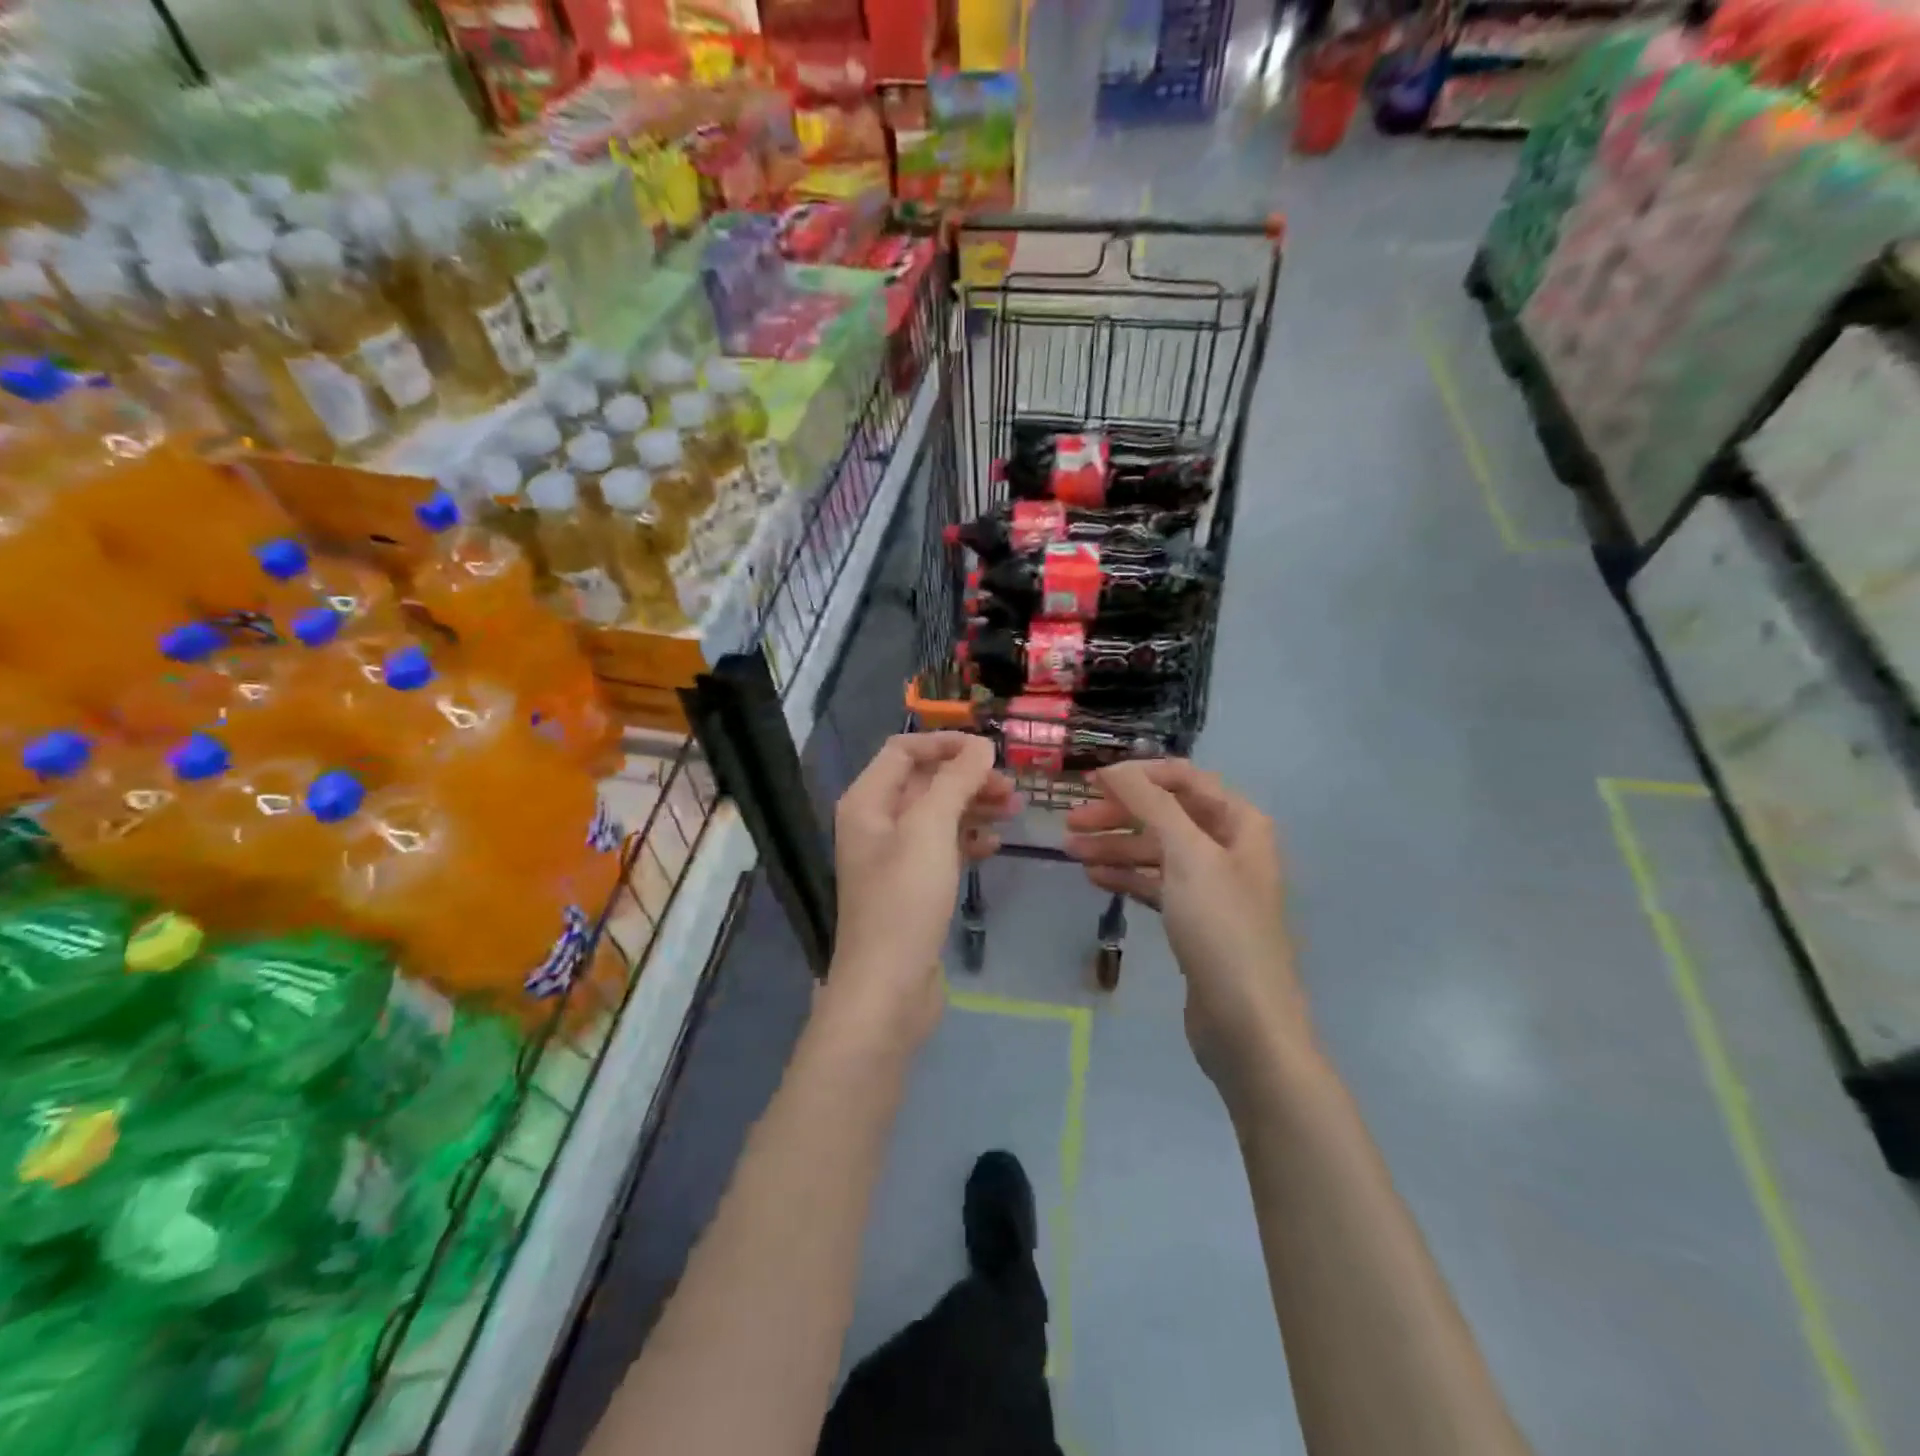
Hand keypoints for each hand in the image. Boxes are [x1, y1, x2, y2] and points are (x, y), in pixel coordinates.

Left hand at [827, 733, 1018, 1051]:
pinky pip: (942, 849)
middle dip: (966, 778)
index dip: (945, 744)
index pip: (904, 750)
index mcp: (867, 802)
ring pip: (937, 816)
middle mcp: (875, 823)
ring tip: (1014, 811)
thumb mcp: (930, 830)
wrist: (888, 988)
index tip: (989, 751)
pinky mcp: (912, 887)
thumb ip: (955, 781)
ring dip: (973, 807)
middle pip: (924, 782)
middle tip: (1010, 788)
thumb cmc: (905, 900)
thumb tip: (981, 746)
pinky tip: (994, 846)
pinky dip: (967, 841)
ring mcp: (894, 857)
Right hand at [1064, 760, 1311, 1100]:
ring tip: (1071, 851)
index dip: (1137, 775)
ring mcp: (1211, 885)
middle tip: (1071, 823)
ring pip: (1156, 851)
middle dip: (1119, 814)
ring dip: (1115, 847)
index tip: (1090, 782)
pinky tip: (1094, 878)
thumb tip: (1114, 768)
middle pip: (1166, 815)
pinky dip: (1126, 877)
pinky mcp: (1195, 920)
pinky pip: (1155, 884)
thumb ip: (1150, 803)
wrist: (1247, 1021)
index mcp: (1239, 822)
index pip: (1183, 779)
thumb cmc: (1221, 927)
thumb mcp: (1187, 854)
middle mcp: (1228, 846)